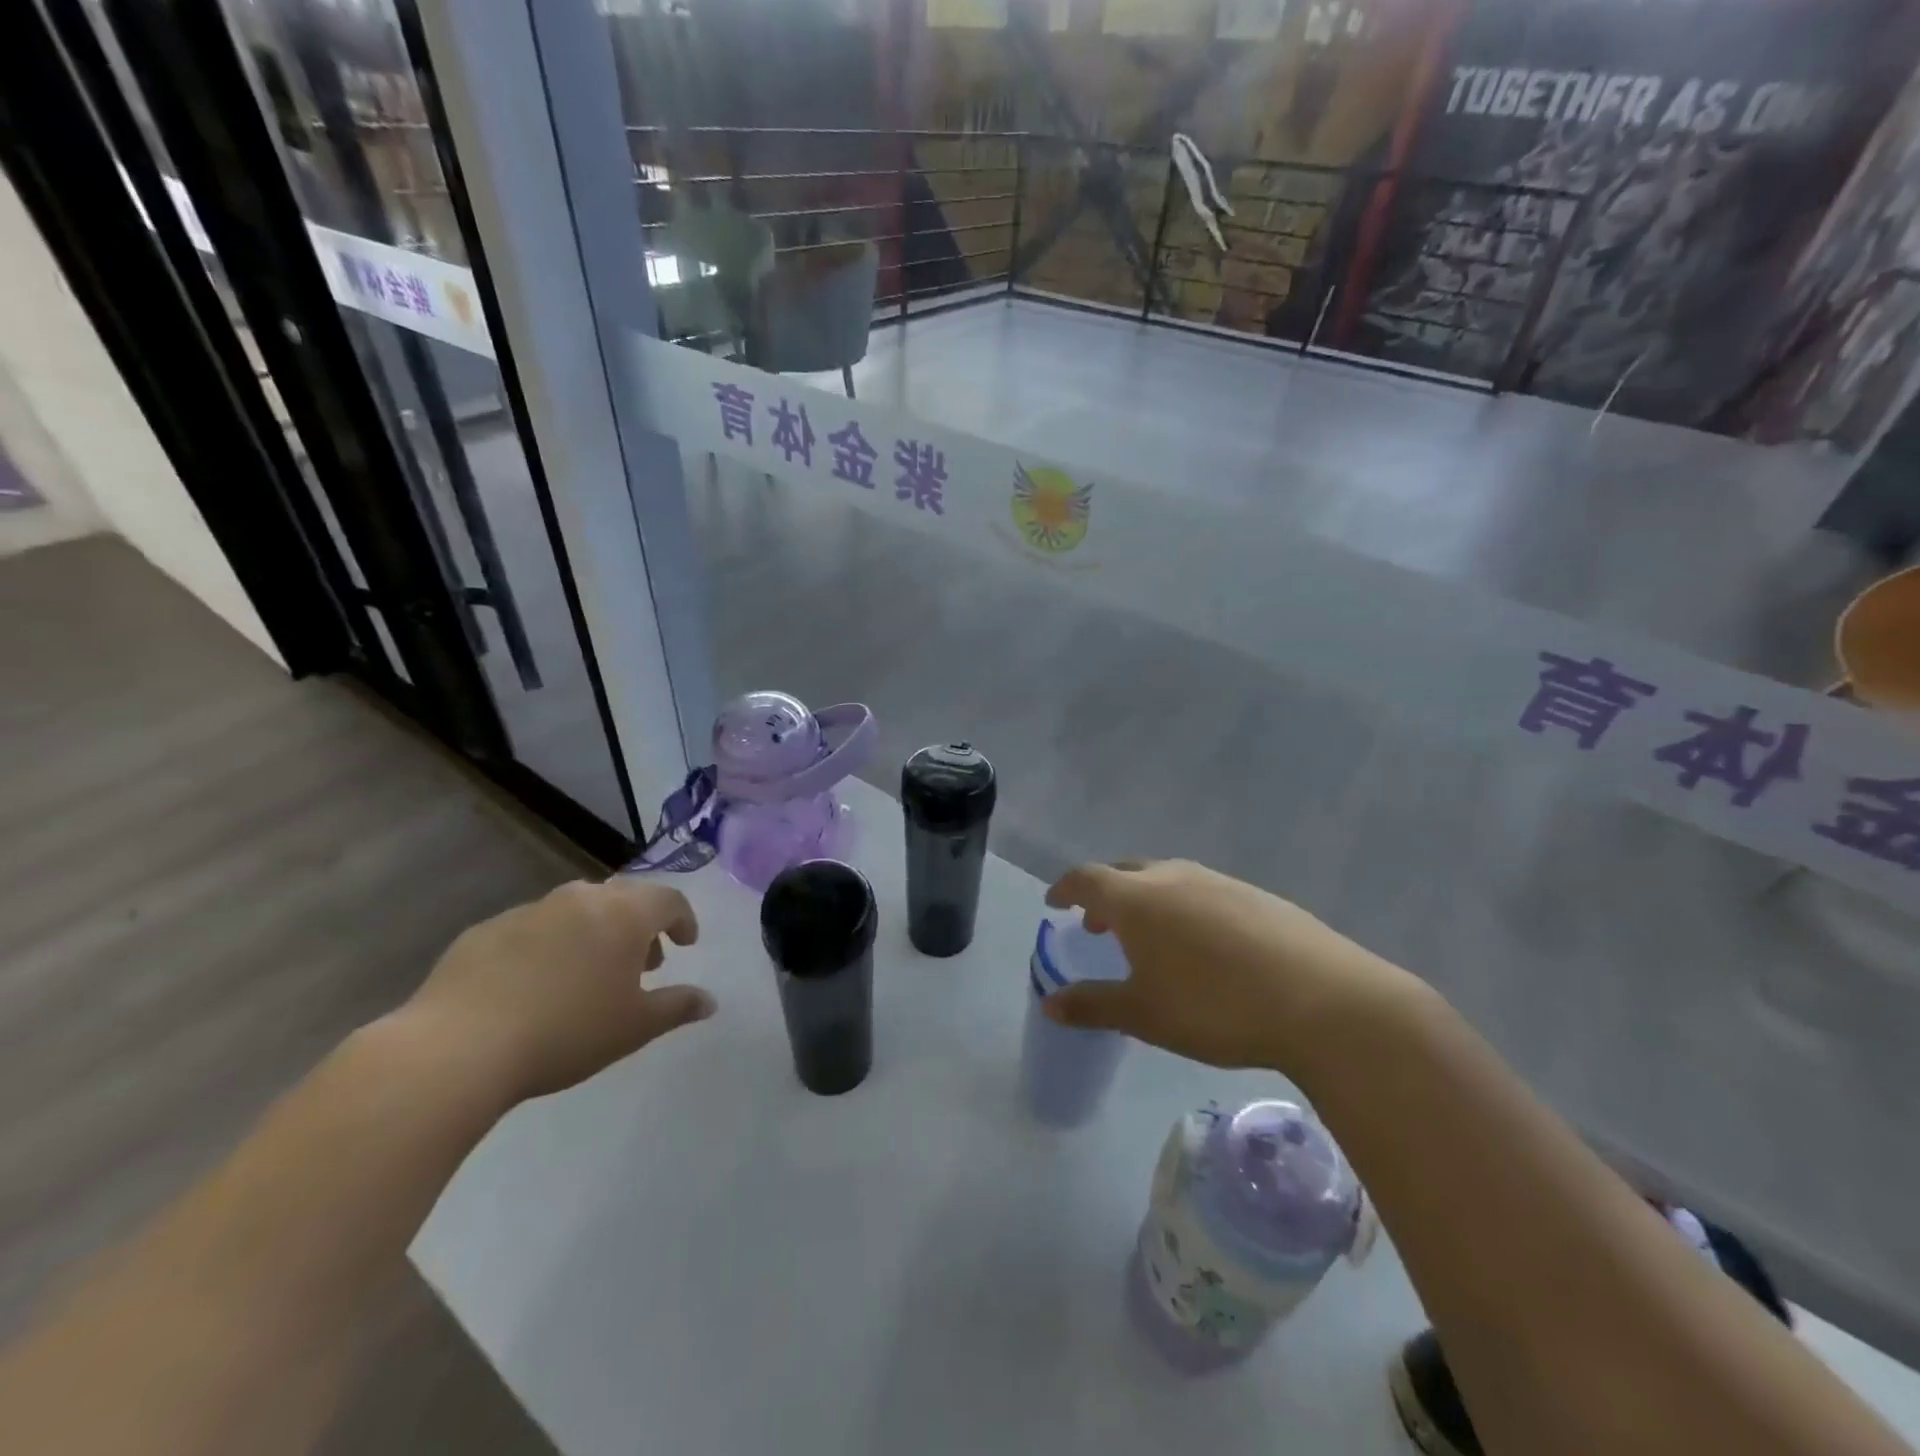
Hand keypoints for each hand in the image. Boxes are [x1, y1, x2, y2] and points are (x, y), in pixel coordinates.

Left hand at [400, 878, 712, 1103]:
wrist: (458, 1047)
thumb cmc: (566, 1032)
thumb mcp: (635, 1027)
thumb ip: (677, 1007)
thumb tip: (709, 1001)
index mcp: (624, 915)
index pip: (669, 901)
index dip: (684, 920)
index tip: (686, 945)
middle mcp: (581, 899)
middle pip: (624, 900)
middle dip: (639, 927)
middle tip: (642, 963)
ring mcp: (530, 910)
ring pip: (577, 911)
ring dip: (594, 934)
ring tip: (588, 975)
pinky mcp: (485, 930)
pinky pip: (533, 929)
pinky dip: (549, 946)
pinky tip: (535, 985)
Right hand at [1042, 859, 1414, 1071]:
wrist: (1321, 1000)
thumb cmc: (1214, 1006)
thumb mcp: (1144, 1014)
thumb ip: (1092, 1005)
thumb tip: (1049, 1004)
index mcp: (1136, 898)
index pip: (1086, 879)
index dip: (1065, 889)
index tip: (1055, 903)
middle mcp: (1173, 876)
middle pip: (1125, 872)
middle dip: (1105, 894)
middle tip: (1099, 925)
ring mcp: (1218, 881)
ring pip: (1167, 878)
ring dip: (1146, 899)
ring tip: (1150, 936)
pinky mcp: (1256, 894)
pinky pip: (1203, 890)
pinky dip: (1184, 906)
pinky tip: (1204, 944)